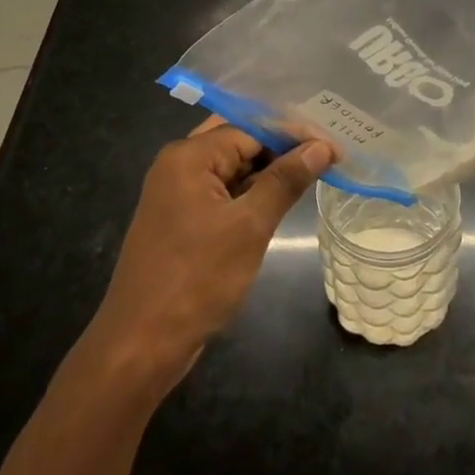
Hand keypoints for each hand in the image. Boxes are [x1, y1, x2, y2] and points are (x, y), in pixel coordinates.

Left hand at [90, 125, 333, 392]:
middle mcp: (179, 164)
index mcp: (189, 156)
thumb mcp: (249, 227)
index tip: (335, 146)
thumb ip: (285, 180)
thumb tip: (322, 147)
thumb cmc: (197, 279)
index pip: (251, 128)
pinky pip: (222, 190)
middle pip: (239, 141)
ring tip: (315, 169)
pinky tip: (282, 196)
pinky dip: (251, 191)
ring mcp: (177, 193)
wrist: (140, 346)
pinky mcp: (181, 219)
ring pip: (231, 166)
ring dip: (268, 169)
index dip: (294, 134)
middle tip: (326, 151)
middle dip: (281, 146)